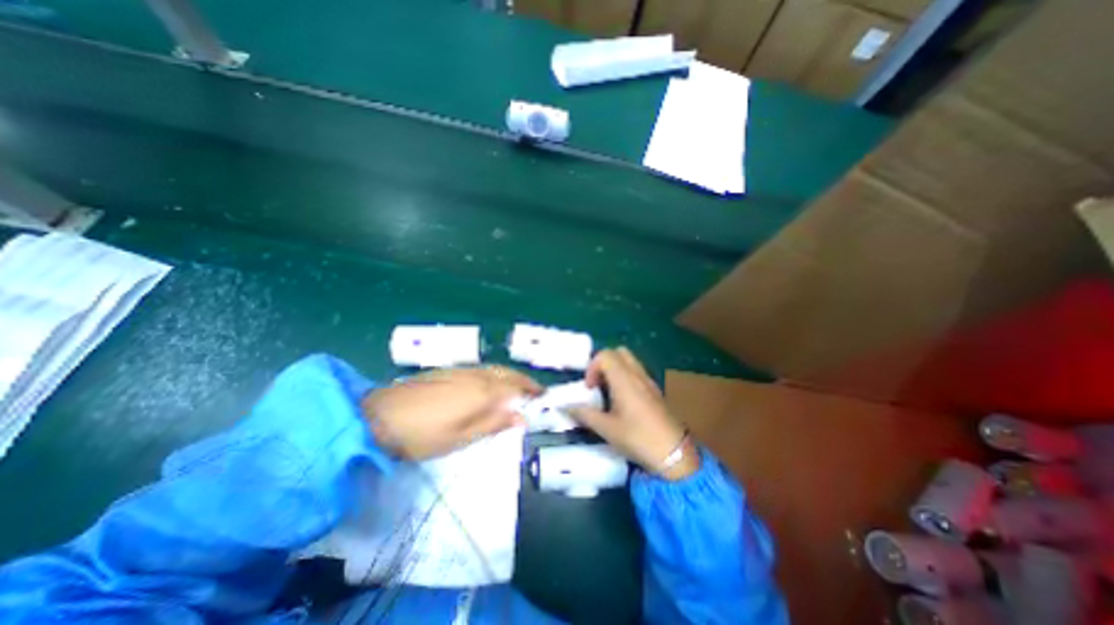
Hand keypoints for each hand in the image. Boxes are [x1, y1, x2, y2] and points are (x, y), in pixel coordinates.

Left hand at [363, 367, 541, 458]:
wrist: (379, 416)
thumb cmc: (422, 435)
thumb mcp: (460, 438)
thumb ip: (493, 424)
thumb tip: (521, 417)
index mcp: (482, 392)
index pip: (515, 386)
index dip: (530, 389)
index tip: (542, 395)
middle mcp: (475, 375)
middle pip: (506, 372)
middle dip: (522, 379)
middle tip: (534, 389)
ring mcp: (460, 370)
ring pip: (493, 369)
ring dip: (509, 376)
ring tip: (517, 387)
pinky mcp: (447, 371)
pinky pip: (480, 369)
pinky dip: (493, 374)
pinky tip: (490, 385)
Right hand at [574, 348, 692, 478]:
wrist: (674, 453)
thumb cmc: (638, 438)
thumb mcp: (607, 429)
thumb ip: (585, 414)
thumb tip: (566, 407)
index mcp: (624, 379)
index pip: (605, 355)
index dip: (592, 367)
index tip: (589, 388)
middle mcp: (637, 374)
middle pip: (619, 352)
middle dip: (604, 363)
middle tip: (598, 383)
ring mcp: (649, 381)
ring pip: (629, 361)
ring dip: (615, 369)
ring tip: (608, 392)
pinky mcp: (655, 390)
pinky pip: (637, 372)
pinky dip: (626, 376)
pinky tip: (623, 400)